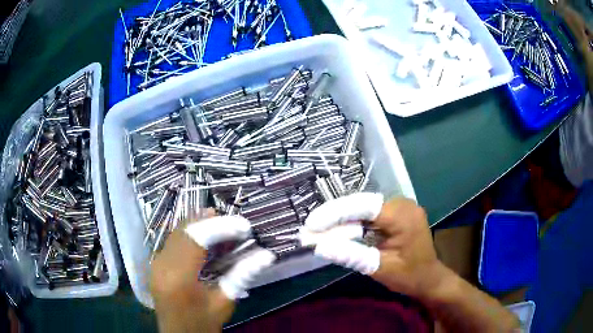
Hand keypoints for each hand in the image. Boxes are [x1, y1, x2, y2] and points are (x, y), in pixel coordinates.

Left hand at [151, 215, 275, 332]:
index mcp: (179, 277)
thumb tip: (268, 255)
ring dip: (200, 225)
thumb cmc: (203, 323)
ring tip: (224, 228)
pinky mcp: (156, 263)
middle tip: (236, 225)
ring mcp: (155, 262)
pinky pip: (173, 240)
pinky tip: (206, 238)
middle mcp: (162, 264)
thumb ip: (243, 275)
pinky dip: (191, 234)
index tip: (244, 226)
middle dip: (211, 222)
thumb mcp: (225, 302)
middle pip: (185, 230)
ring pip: (177, 231)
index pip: (198, 238)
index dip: (221, 227)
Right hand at [302, 193, 447, 298]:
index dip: (335, 213)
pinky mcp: (397, 213)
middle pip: (362, 205)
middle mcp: (403, 204)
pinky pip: (370, 213)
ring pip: (364, 207)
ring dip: (342, 219)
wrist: (429, 278)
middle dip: (335, 216)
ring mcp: (401, 206)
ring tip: (319, 229)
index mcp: (403, 216)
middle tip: (311, 228)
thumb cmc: (409, 276)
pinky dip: (353, 222)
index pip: (364, 207)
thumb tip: (320, 246)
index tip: (312, 224)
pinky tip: (338, 230)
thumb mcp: (380, 269)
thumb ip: (351, 255)